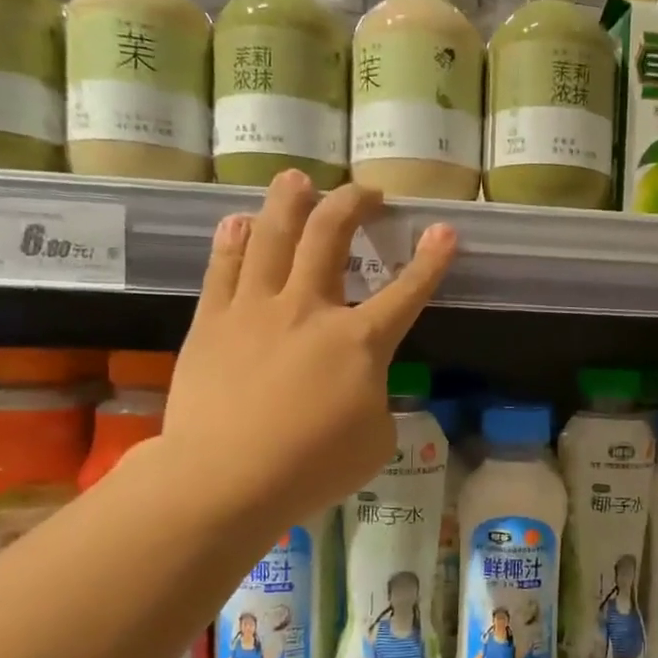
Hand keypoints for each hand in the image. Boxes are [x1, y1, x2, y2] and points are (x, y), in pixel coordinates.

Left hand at [162, 170, 455, 530]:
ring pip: (273, 235)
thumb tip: (362, 387)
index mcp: (360, 342)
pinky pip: (224, 266)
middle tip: (365, 192)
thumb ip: (376, 401)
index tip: (444, 231)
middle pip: (331, 236)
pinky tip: (239, 221)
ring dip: (289, 200)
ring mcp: (256, 309)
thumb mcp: (375, 442)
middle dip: (353, 204)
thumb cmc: (313, 468)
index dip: (431, 260)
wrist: (227, 478)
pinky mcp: (213, 321)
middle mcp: (310, 309)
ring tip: (297, 179)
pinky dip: (234, 239)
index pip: (407, 292)